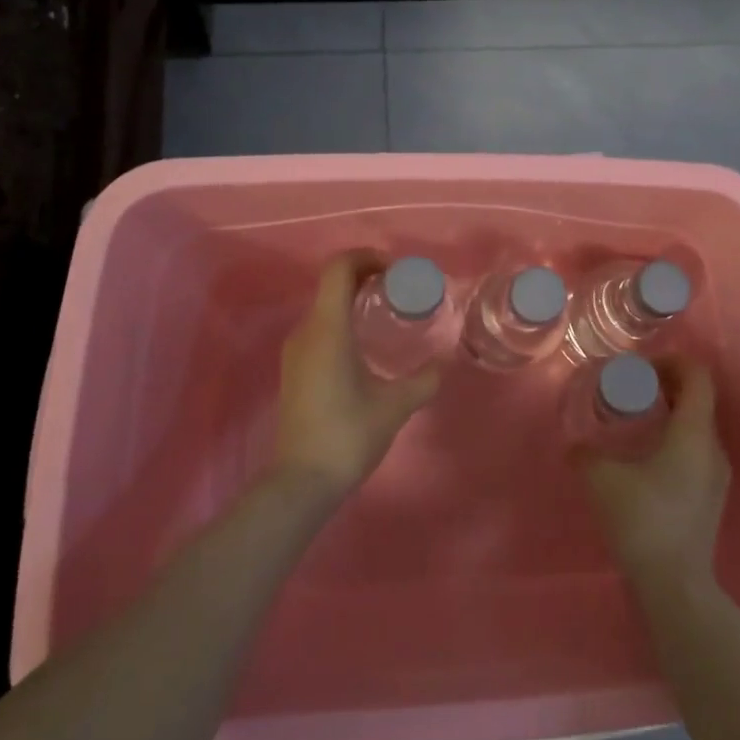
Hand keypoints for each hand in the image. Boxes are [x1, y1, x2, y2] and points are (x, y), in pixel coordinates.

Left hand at [271, 255, 440, 503]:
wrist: (302, 481)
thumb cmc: (348, 434)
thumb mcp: (396, 405)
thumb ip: (424, 380)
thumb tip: (444, 365)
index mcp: (328, 329)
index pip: (338, 269)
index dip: (366, 257)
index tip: (394, 271)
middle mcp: (306, 331)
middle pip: (331, 283)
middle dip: (365, 276)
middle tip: (398, 290)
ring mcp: (296, 351)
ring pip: (324, 306)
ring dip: (353, 299)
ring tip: (386, 314)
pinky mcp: (294, 369)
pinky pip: (319, 327)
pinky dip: (343, 320)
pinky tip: (366, 345)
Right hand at [582, 361, 730, 596]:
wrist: (675, 586)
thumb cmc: (643, 520)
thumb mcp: (602, 479)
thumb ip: (585, 454)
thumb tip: (575, 445)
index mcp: (694, 432)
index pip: (698, 376)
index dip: (673, 360)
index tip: (642, 366)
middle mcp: (713, 448)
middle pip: (699, 398)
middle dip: (668, 384)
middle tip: (634, 387)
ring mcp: (716, 475)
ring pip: (698, 426)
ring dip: (672, 412)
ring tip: (637, 418)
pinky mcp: (711, 497)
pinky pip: (696, 450)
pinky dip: (675, 438)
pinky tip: (646, 455)